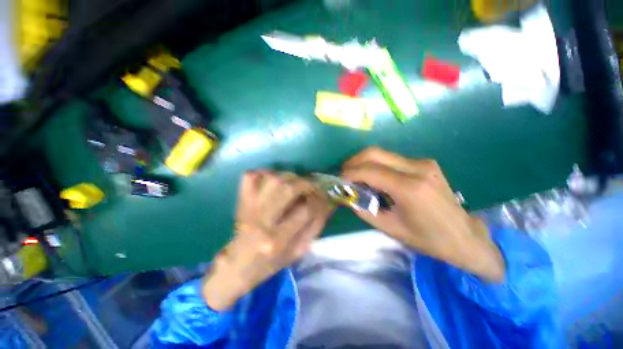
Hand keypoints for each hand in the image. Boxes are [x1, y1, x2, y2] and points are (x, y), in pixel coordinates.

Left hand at [202, 171, 332, 310]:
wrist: (239, 264)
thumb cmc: (271, 261)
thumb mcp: (298, 251)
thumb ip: (315, 226)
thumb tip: (327, 203)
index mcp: (278, 240)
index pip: (306, 210)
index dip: (320, 200)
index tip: (324, 197)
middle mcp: (262, 221)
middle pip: (288, 188)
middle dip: (306, 184)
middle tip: (311, 187)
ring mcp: (249, 207)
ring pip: (273, 179)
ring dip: (289, 177)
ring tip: (294, 183)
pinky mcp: (241, 200)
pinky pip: (251, 176)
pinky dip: (264, 173)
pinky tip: (273, 181)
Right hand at [342, 147, 503, 281]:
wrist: (464, 236)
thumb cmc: (427, 238)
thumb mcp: (390, 228)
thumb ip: (364, 209)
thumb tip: (348, 196)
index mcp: (410, 188)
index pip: (370, 171)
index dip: (349, 173)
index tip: (339, 180)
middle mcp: (417, 168)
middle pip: (375, 153)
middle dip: (354, 161)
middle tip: (344, 174)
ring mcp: (423, 163)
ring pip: (382, 153)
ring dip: (364, 162)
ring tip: (356, 177)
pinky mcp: (425, 163)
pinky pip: (392, 159)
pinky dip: (377, 165)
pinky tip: (375, 178)